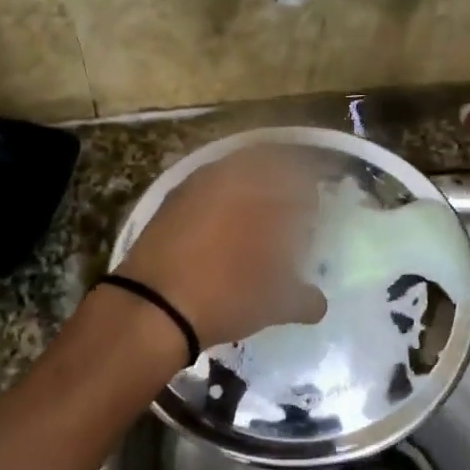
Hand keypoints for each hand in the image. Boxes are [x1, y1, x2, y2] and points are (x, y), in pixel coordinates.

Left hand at [114, 146, 329, 348]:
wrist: (151, 307)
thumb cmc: (225, 295)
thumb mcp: (275, 302)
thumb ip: (304, 298)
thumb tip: (318, 303)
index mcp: (262, 190)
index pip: (299, 173)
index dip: (310, 189)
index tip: (315, 209)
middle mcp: (229, 176)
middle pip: (266, 162)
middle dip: (282, 181)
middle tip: (290, 209)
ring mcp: (195, 186)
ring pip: (234, 173)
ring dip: (251, 188)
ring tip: (258, 222)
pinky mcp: (170, 202)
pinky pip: (208, 190)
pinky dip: (223, 202)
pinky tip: (225, 232)